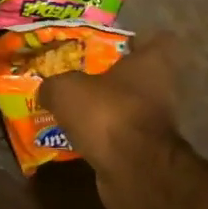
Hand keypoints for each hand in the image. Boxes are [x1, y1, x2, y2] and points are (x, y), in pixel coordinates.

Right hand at [39, 34, 205, 208]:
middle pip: (137, 75)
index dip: (135, 40)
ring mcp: (157, 121)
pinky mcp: (147, 149)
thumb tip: (46, 90)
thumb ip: (53, 84)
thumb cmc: (106, 113)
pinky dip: (103, 134)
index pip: (157, 39)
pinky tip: (77, 136)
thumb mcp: (64, 89)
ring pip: (127, 105)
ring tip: (72, 108)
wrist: (132, 169)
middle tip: (78, 76)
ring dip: (105, 108)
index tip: (110, 44)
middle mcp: (161, 88)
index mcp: (151, 62)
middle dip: (110, 77)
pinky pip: (120, 133)